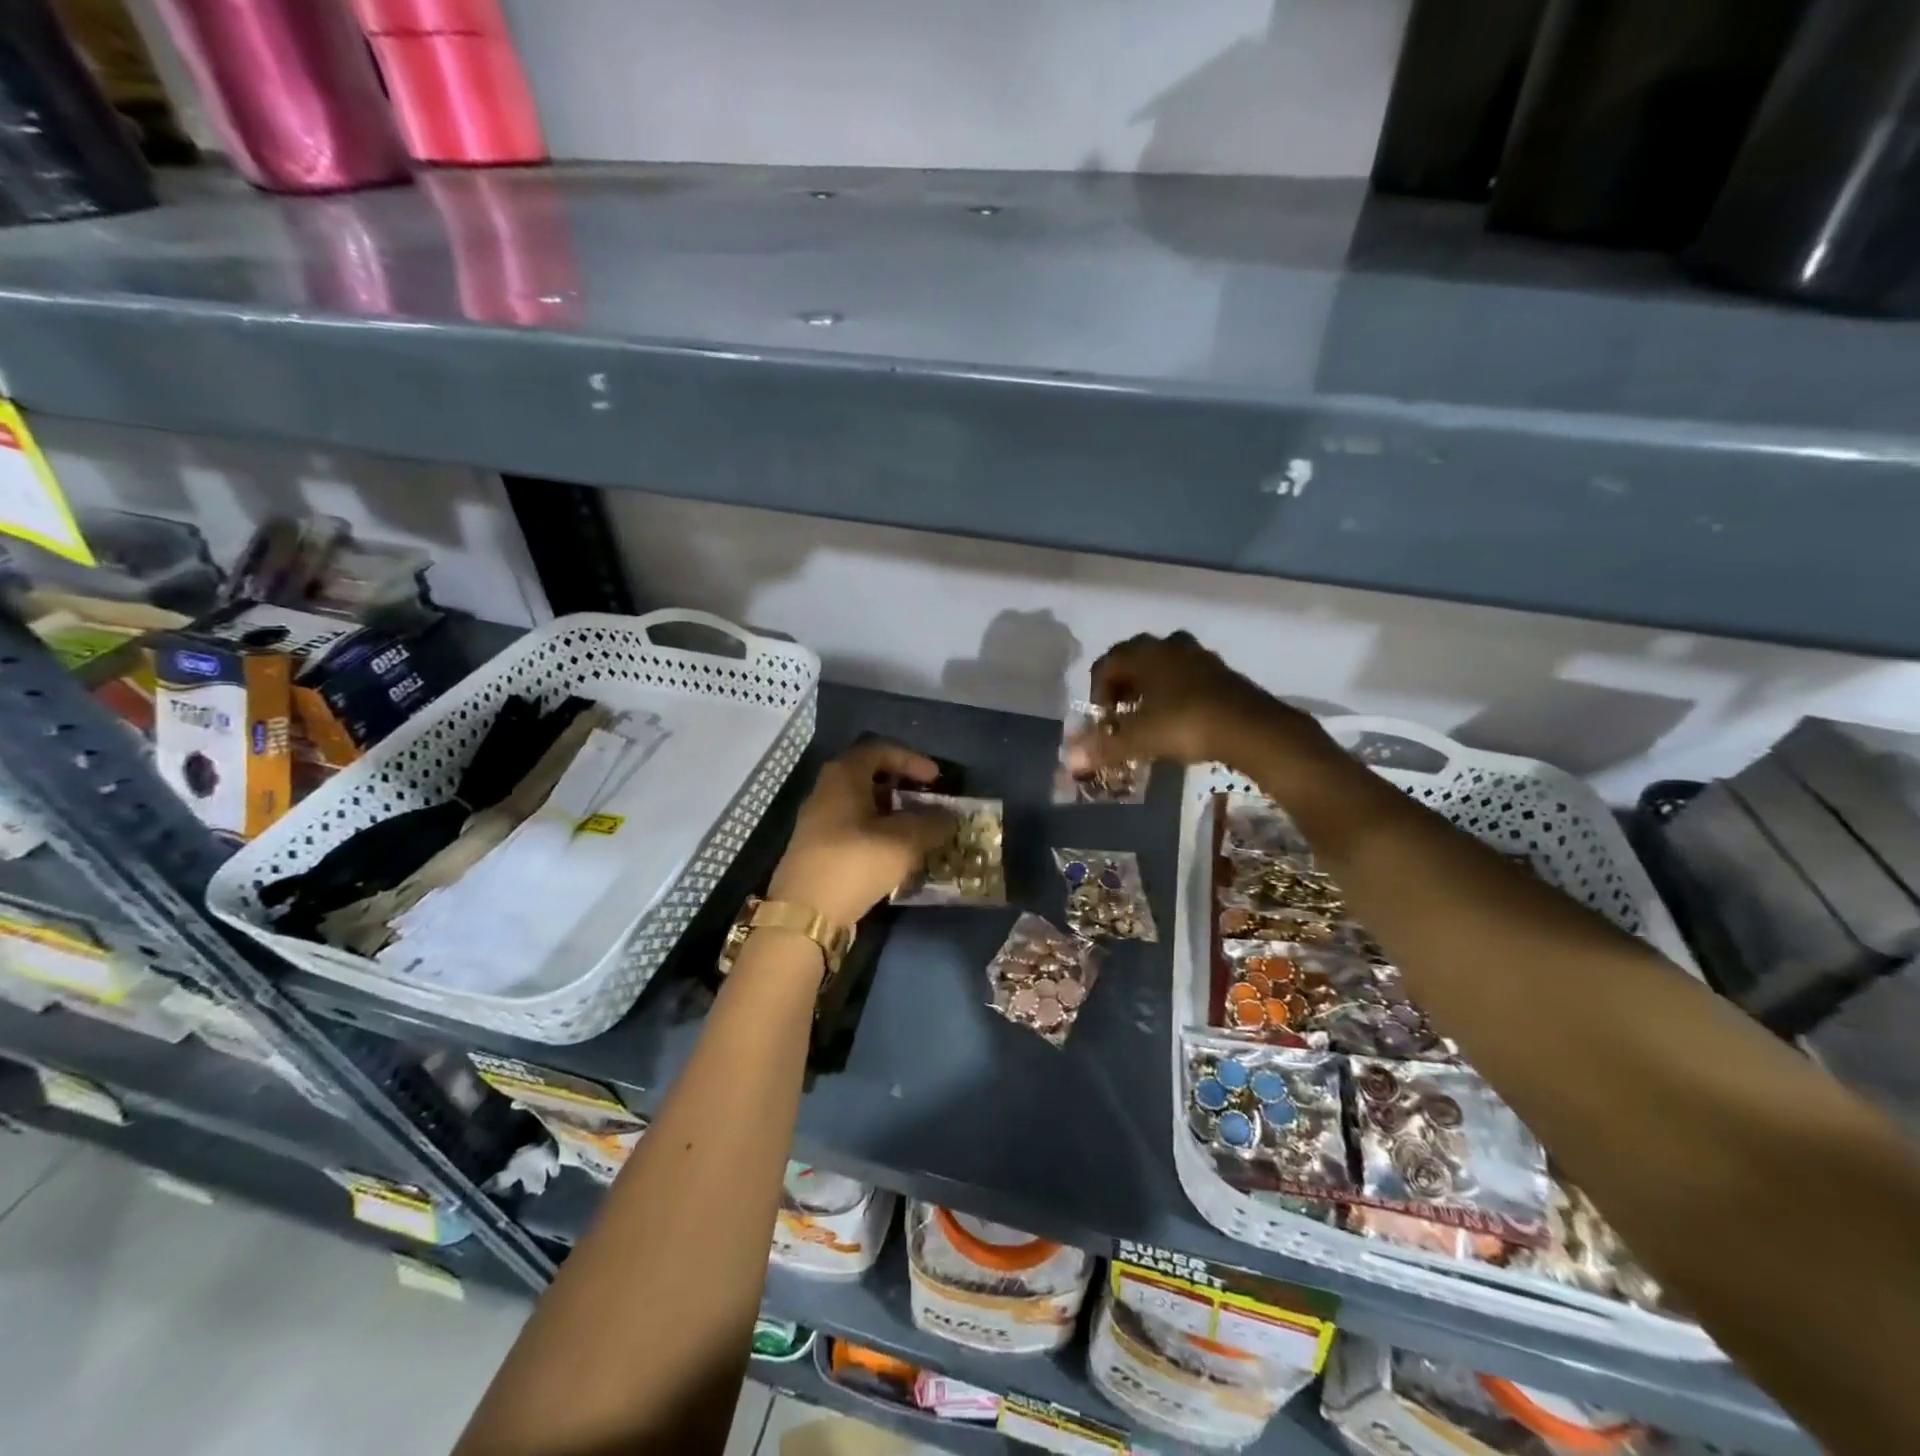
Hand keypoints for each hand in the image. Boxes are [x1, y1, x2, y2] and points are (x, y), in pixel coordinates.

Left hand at [767, 741, 955, 927]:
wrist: (805, 914)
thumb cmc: (855, 862)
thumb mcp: (904, 841)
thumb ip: (932, 824)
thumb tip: (949, 818)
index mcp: (843, 776)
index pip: (879, 750)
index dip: (912, 759)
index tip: (936, 779)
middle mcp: (827, 791)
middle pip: (869, 776)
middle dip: (902, 787)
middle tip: (927, 801)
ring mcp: (819, 821)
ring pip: (862, 805)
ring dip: (892, 813)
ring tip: (918, 830)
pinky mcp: (819, 849)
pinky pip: (854, 829)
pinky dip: (879, 833)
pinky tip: (896, 854)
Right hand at [1066, 631, 1321, 773]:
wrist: (1250, 727)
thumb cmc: (1185, 724)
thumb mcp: (1139, 739)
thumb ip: (1103, 748)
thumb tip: (1069, 760)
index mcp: (1143, 653)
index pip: (1106, 665)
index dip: (1097, 693)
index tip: (1102, 721)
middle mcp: (1168, 645)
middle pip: (1133, 660)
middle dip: (1123, 687)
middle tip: (1121, 716)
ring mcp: (1198, 655)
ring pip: (1162, 665)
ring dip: (1150, 687)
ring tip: (1148, 717)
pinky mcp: (1221, 671)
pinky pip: (1187, 675)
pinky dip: (1175, 692)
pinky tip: (1179, 718)